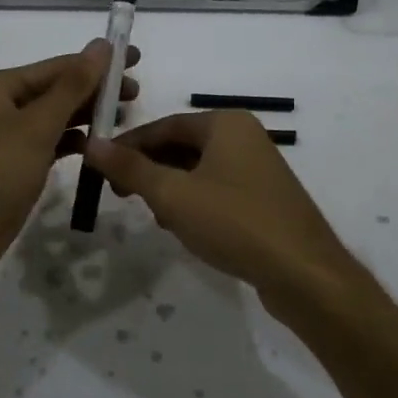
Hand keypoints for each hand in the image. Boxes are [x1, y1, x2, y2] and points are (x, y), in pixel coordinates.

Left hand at [0, 40, 140, 289]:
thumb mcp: (37, 126)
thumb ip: (73, 86)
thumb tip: (102, 44)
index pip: (58, 66)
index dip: (98, 62)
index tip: (136, 58)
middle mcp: (1, 105)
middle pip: (57, 90)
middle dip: (95, 90)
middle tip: (136, 94)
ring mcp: (7, 137)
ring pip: (55, 117)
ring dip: (87, 115)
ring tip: (124, 117)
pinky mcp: (14, 165)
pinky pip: (50, 143)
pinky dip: (73, 142)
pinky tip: (98, 146)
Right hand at [83, 109, 356, 308]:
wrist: (304, 274)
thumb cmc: (235, 223)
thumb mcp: (173, 195)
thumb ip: (130, 168)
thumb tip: (92, 143)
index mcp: (226, 123)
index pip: (165, 125)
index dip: (129, 146)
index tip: (102, 168)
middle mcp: (245, 136)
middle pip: (182, 146)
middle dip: (150, 170)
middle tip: (122, 196)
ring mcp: (258, 168)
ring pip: (199, 170)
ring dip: (171, 190)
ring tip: (156, 216)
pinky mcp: (265, 198)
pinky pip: (218, 190)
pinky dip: (195, 203)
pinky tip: (185, 229)